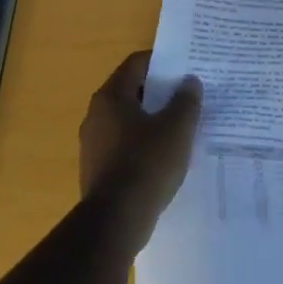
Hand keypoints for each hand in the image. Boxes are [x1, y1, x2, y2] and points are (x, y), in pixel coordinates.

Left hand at [80, 52, 201, 232]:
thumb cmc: (147, 163)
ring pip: (128, 120)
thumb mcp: (177, 128)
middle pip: (131, 91)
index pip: (136, 63)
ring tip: (181, 126)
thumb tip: (189, 81)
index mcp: (111, 97)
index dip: (162, 61)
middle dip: (160, 92)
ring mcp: (93, 144)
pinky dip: (143, 144)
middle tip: (188, 95)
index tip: (185, 67)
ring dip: (152, 119)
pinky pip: (124, 145)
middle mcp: (96, 115)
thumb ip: (186, 100)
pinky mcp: (97, 170)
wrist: (116, 222)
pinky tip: (165, 156)